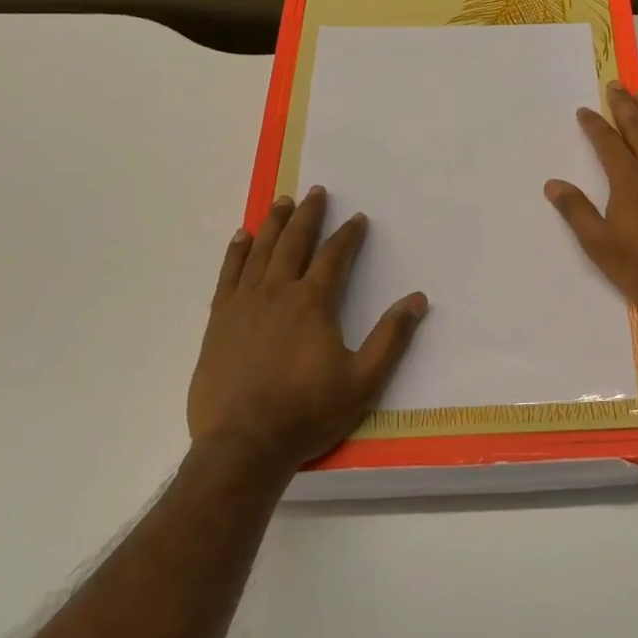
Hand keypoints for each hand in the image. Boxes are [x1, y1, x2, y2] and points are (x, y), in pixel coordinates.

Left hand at [188, 187, 426, 473]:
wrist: (243, 445)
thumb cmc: (307, 412)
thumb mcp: (363, 380)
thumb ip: (391, 337)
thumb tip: (418, 299)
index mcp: (313, 303)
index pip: (335, 257)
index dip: (349, 235)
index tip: (358, 219)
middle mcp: (278, 293)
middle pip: (295, 243)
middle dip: (309, 215)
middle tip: (317, 192)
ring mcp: (244, 304)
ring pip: (260, 252)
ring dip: (273, 224)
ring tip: (282, 202)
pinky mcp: (219, 321)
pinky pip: (228, 275)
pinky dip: (236, 252)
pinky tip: (242, 237)